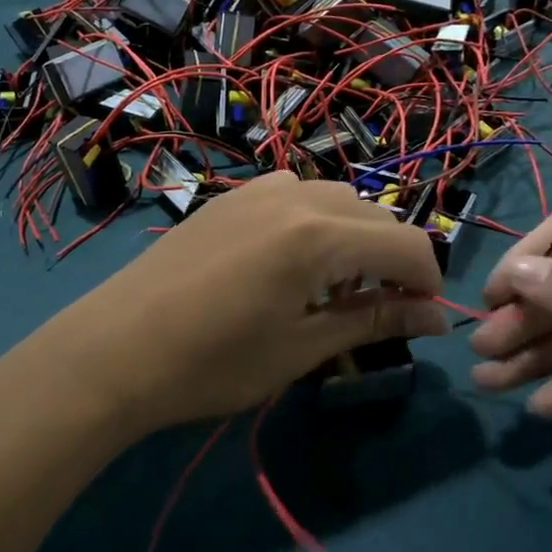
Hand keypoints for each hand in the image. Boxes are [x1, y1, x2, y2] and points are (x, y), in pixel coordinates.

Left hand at [33, 173, 447, 433]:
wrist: (115, 348)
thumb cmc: (213, 362)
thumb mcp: (301, 347)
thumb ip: (373, 320)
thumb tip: (437, 317)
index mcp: (320, 234)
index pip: (407, 244)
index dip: (428, 281)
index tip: (425, 319)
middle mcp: (296, 195)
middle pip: (375, 215)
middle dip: (393, 259)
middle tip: (379, 310)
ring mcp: (258, 189)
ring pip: (336, 199)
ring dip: (354, 237)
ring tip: (333, 287)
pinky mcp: (230, 196)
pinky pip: (295, 194)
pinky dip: (314, 222)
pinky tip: (290, 262)